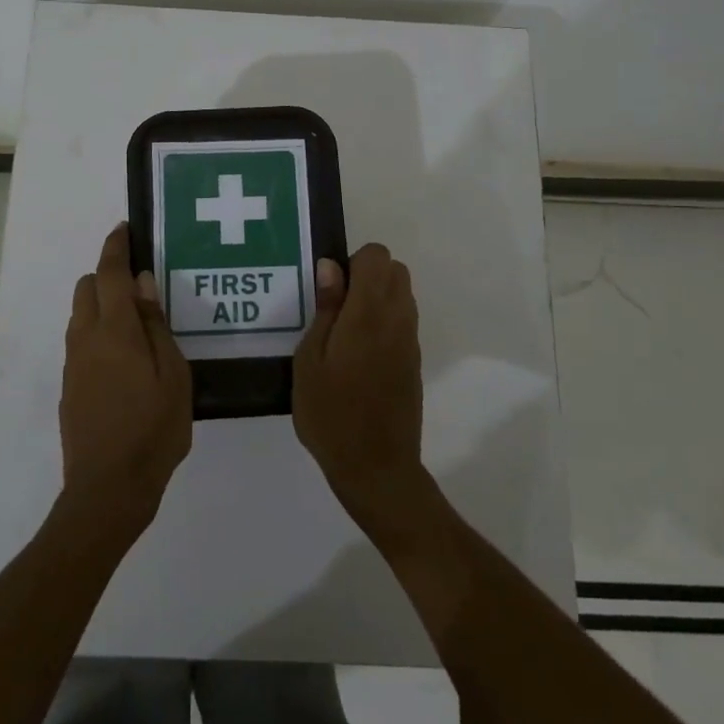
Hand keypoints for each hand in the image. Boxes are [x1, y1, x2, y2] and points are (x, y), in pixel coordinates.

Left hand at [60, 224, 192, 536]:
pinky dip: (98, 333)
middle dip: (108, 276)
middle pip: (87, 288)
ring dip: (102, 306)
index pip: (109, 274)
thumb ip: (156, 325)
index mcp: (114, 331)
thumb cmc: (153, 429)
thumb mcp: (173, 375)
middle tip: (141, 287)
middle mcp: (85, 339)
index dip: (115, 247)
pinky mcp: (70, 387)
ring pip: (81, 316)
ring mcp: (73, 364)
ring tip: (137, 324)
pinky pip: (81, 342)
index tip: (124, 229)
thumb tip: (142, 283)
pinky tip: (125, 358)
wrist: (107, 489)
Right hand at [292, 244, 426, 531]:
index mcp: (369, 313)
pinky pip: (403, 321)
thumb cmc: (331, 413)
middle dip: (367, 275)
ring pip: (402, 294)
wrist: (376, 467)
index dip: (352, 262)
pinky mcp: (414, 361)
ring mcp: (410, 341)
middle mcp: (398, 319)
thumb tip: (331, 267)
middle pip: (395, 270)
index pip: (377, 256)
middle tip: (335, 308)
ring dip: (377, 297)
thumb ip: (325, 309)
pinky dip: (384, 321)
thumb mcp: (310, 359)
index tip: (329, 290)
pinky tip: (358, 354)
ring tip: (344, 332)